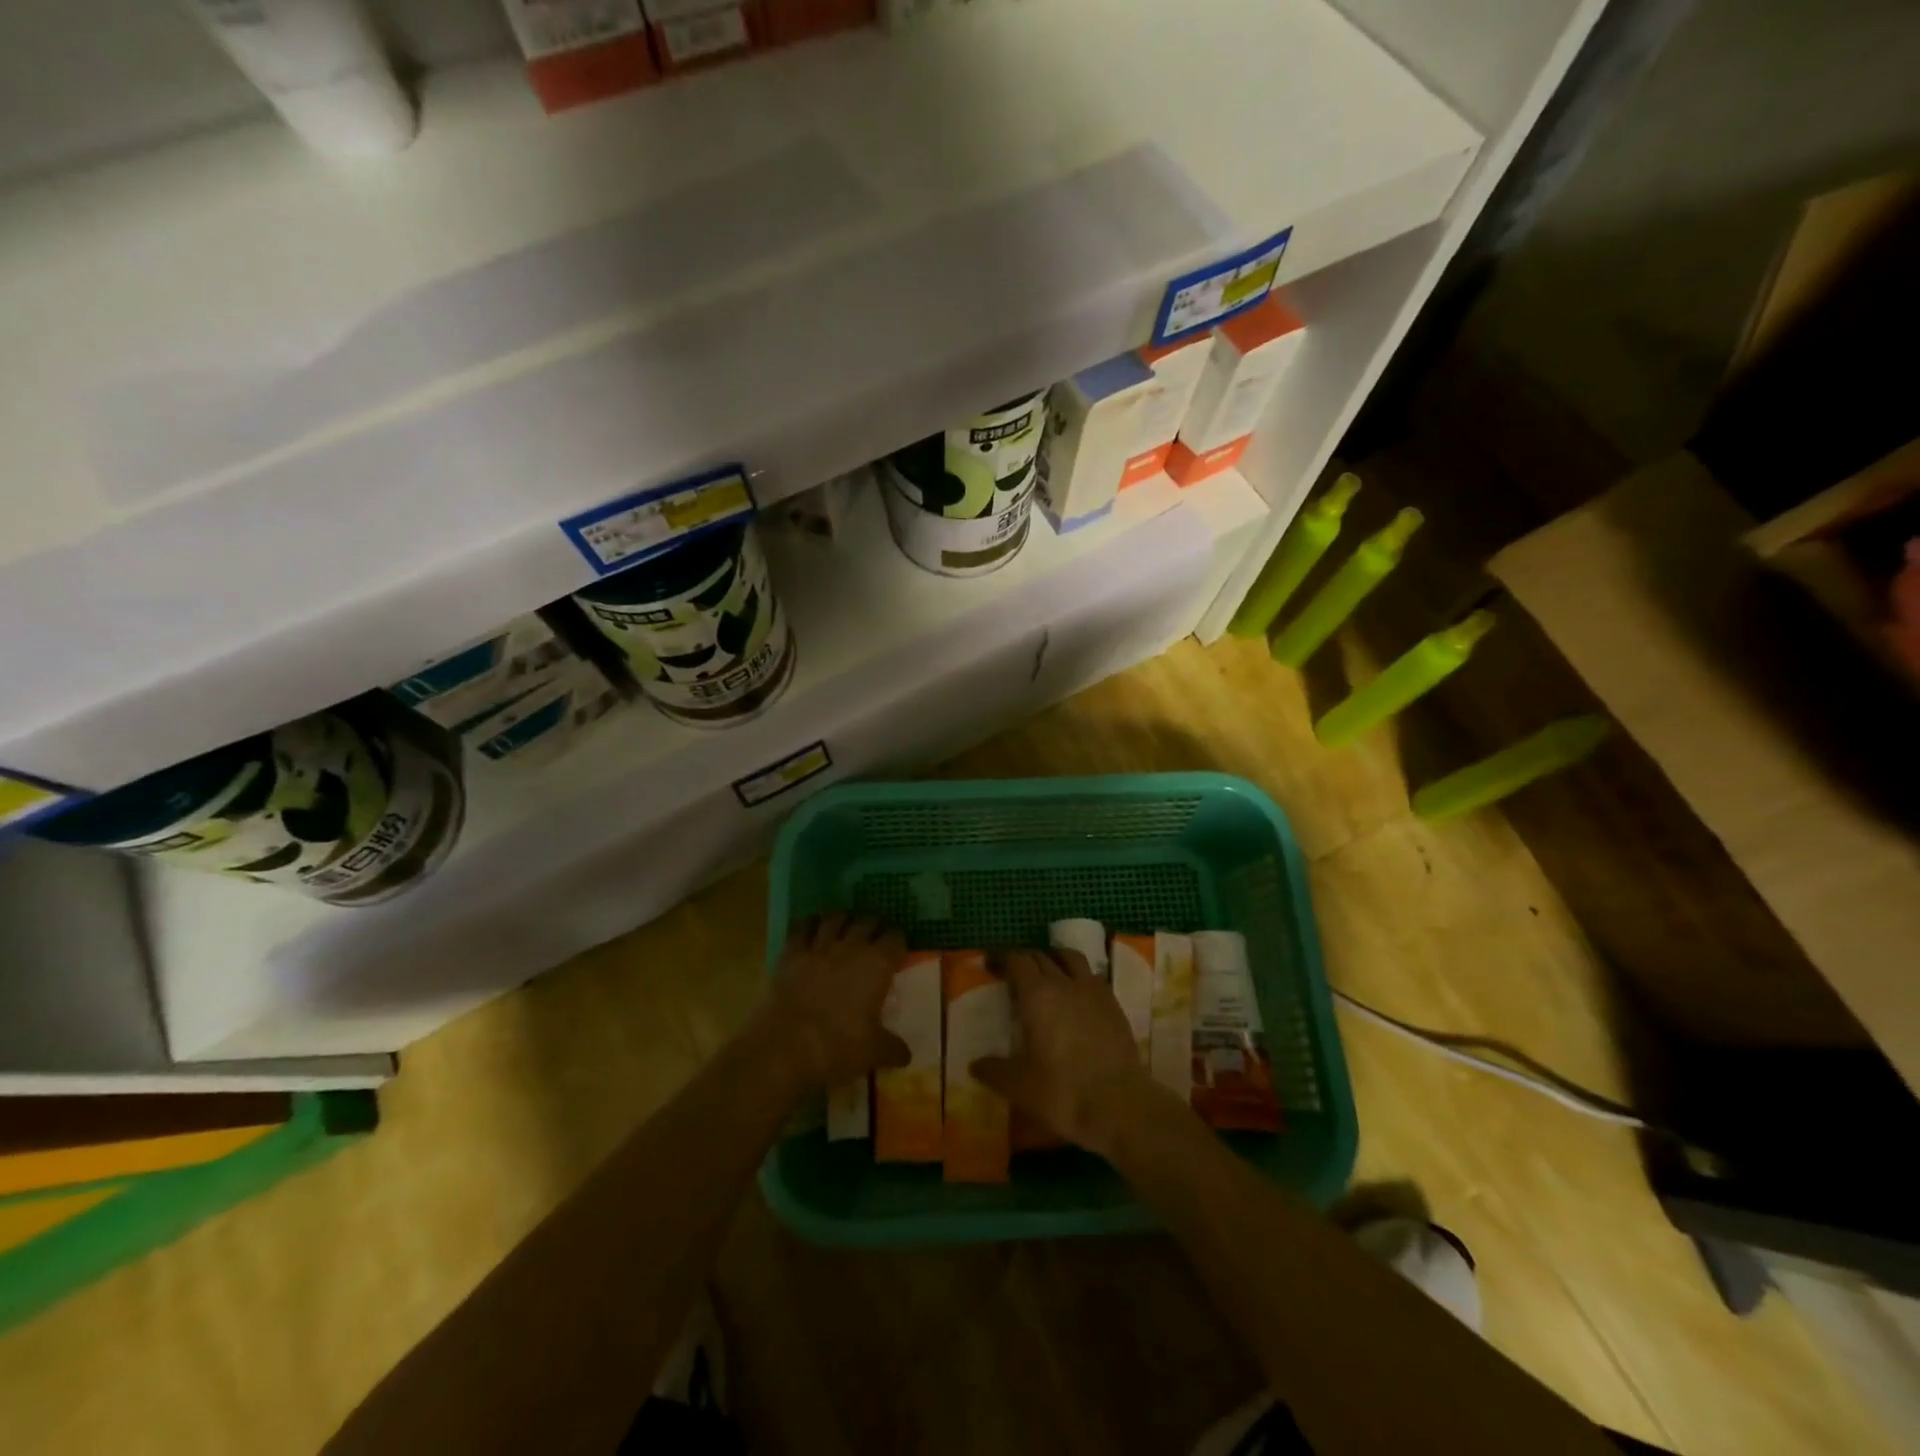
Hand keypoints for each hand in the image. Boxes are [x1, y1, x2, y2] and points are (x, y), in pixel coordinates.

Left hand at [758, 913, 909, 1092]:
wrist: (786, 1046)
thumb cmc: (839, 1046)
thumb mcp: (873, 1052)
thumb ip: (893, 1048)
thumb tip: (906, 1055)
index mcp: (878, 964)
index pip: (896, 938)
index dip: (898, 941)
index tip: (897, 949)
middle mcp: (852, 946)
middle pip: (867, 921)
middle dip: (873, 926)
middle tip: (874, 937)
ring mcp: (819, 946)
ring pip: (835, 918)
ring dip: (842, 920)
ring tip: (844, 927)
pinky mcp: (792, 953)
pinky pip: (802, 928)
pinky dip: (809, 925)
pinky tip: (810, 930)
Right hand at [971, 949, 1171, 1157]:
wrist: (1121, 1106)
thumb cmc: (1063, 1092)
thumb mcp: (1018, 1087)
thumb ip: (993, 1071)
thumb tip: (975, 1065)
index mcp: (1036, 995)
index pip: (1016, 961)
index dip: (1001, 959)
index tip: (990, 965)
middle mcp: (1064, 983)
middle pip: (1041, 957)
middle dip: (1024, 960)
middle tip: (1013, 974)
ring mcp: (1093, 991)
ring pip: (1071, 958)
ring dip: (1054, 959)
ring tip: (1047, 972)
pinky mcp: (1114, 1004)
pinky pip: (1092, 977)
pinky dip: (1078, 977)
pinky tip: (1076, 996)